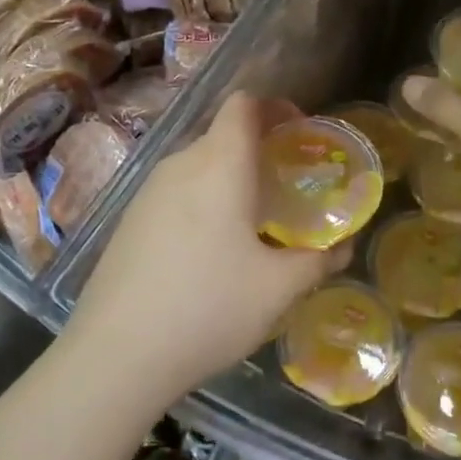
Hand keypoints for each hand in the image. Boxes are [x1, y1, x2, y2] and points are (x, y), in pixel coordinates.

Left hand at [64, 91, 347, 401]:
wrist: (115, 356)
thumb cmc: (208, 308)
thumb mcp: (278, 289)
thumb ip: (319, 260)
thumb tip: (345, 246)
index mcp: (219, 165)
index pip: (243, 104)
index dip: (275, 106)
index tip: (300, 133)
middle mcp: (180, 165)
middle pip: (223, 133)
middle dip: (260, 147)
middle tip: (289, 183)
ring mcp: (148, 191)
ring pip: (199, 164)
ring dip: (230, 176)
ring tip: (256, 218)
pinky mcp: (129, 219)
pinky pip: (177, 190)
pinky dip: (204, 199)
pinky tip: (212, 248)